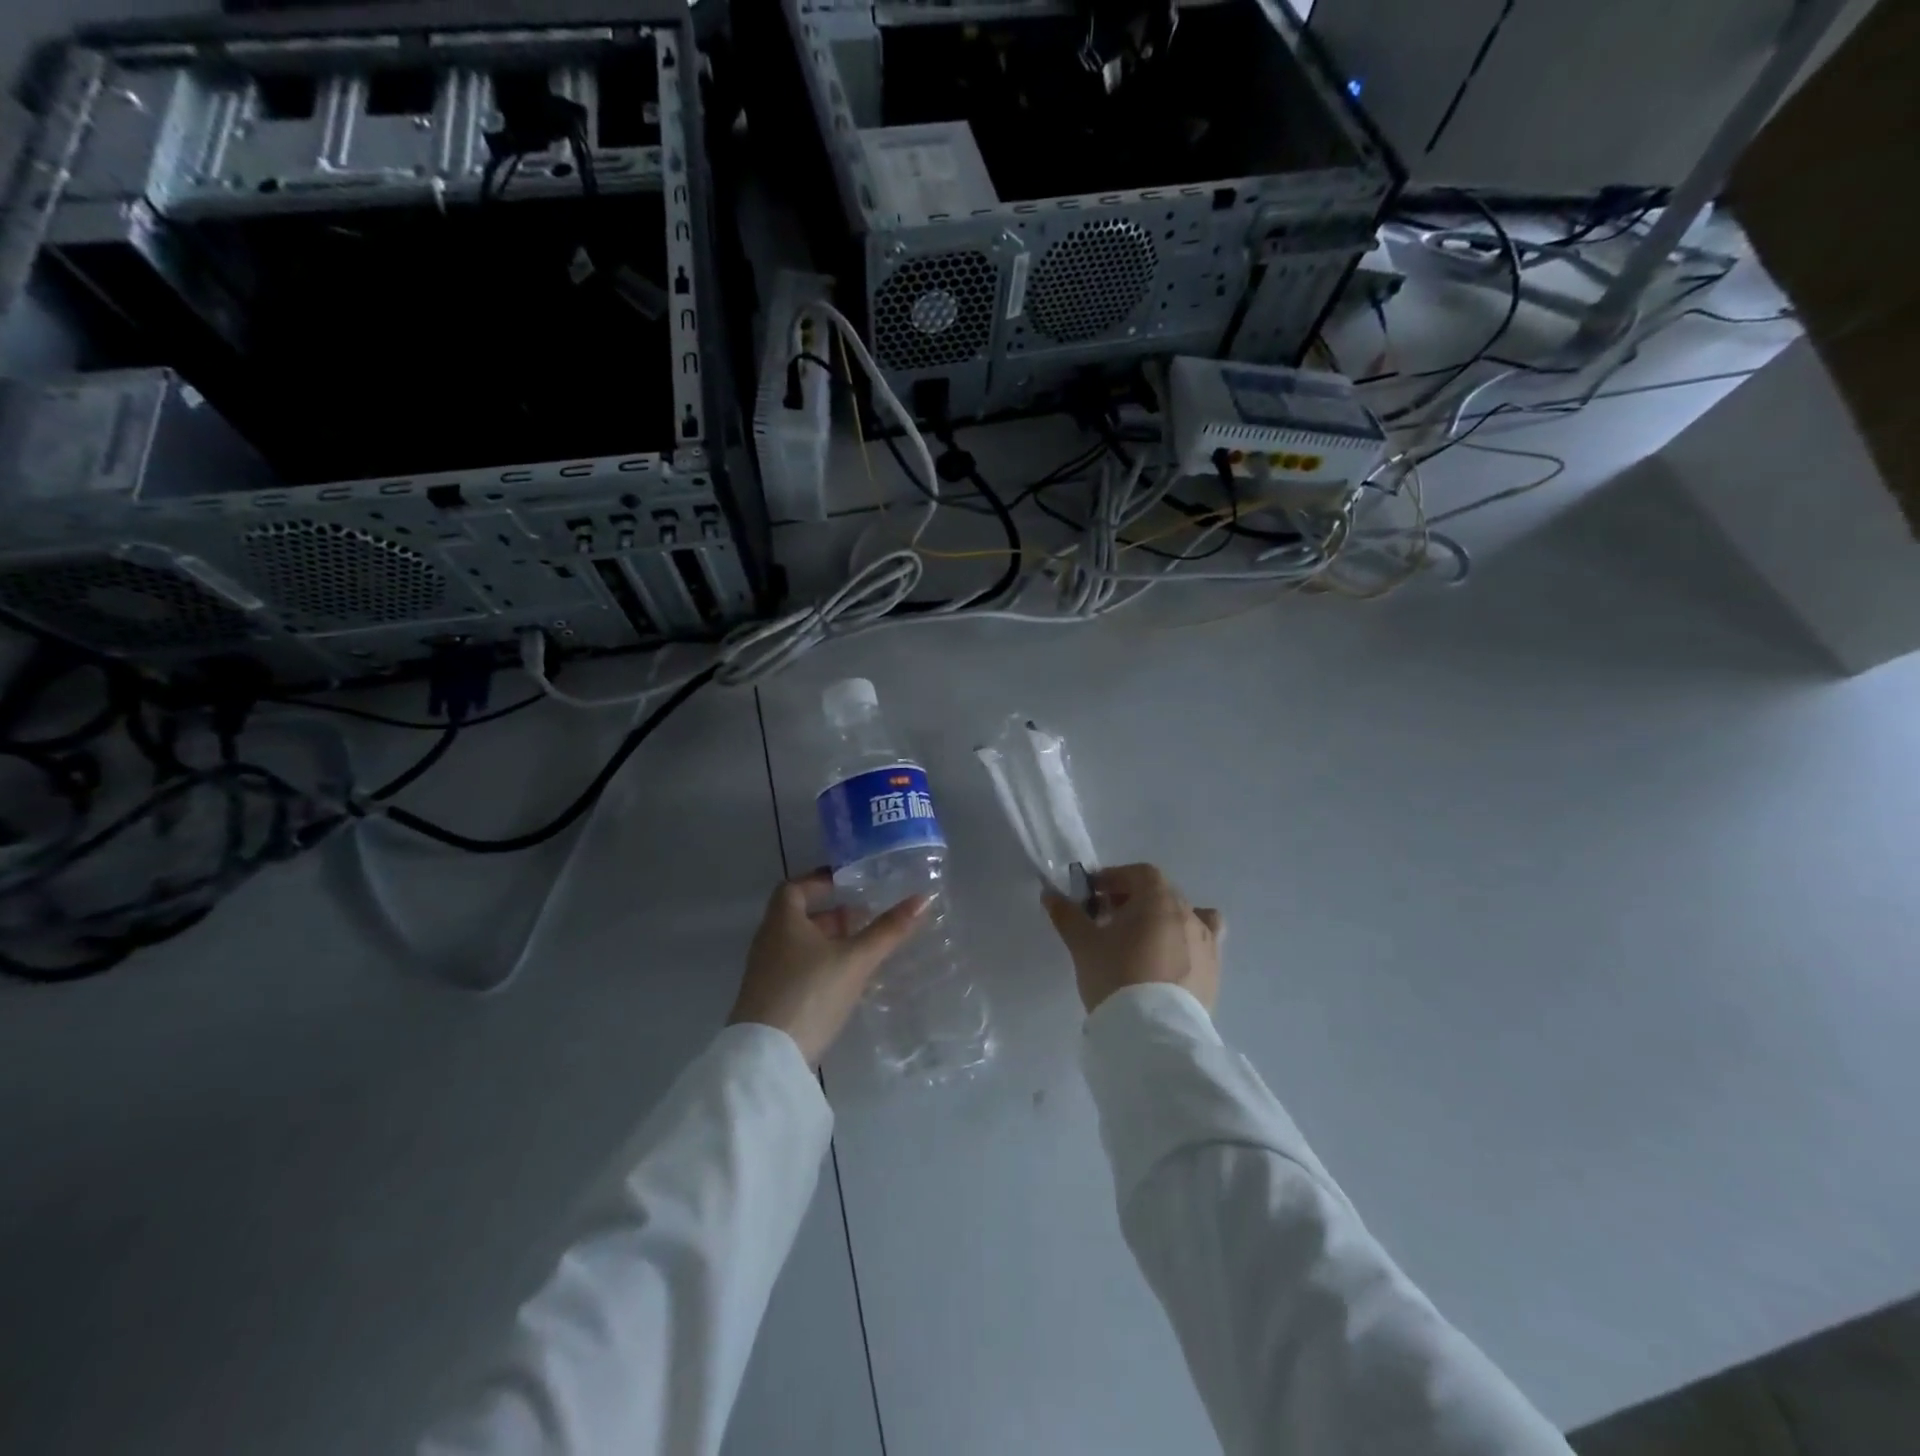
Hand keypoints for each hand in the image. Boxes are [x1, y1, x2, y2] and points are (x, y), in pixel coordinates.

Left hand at [729, 870, 930, 1066]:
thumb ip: (888, 931)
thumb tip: (923, 899)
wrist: (766, 1059)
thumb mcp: (855, 960)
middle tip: (864, 919)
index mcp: (782, 922)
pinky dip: (820, 966)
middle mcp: (768, 941)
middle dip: (832, 915)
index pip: (794, 888)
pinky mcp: (769, 1000)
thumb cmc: (809, 994)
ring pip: (799, 946)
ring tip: (861, 950)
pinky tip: (844, 982)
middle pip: (798, 917)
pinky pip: (796, 970)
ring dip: (828, 942)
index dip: (819, 882)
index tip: (847, 883)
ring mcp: (765, 973)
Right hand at [1042, 863, 1222, 1014]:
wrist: (1153, 1033)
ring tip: (1139, 944)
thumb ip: (1067, 915)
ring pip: (1185, 918)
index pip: (1140, 874)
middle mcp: (1189, 914)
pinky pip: (1200, 946)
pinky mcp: (1214, 973)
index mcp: (1159, 900)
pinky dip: (1183, 945)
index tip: (1093, 894)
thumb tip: (1050, 895)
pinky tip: (1165, 965)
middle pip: (1162, 894)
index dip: (1115, 878)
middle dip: (1134, 900)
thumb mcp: (1083, 944)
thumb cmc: (1115, 976)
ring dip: (1161, 921)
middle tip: (1108, 920)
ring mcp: (1207, 944)